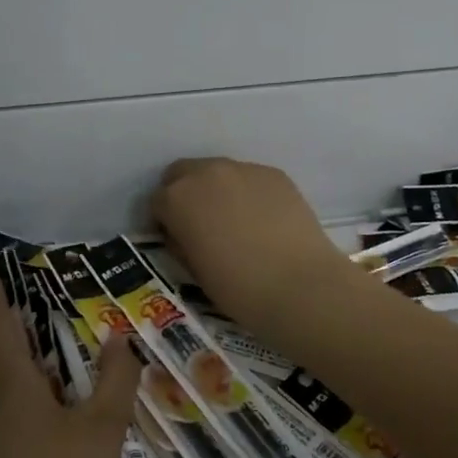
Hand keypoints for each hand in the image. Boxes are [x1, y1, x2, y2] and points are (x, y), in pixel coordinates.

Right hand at [149, 157, 354, 335]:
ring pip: (219, 173)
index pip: (157, 201)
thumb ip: (182, 241)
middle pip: (183, 173)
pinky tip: (263, 221)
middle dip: (185, 194)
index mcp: (177, 198)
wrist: (299, 285)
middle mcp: (206, 173)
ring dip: (217, 191)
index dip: (164, 222)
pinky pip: (250, 179)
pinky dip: (248, 194)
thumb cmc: (237, 288)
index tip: (176, 240)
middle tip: (200, 225)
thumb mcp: (193, 270)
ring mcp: (244, 169)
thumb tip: (184, 233)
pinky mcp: (275, 174)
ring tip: (235, 222)